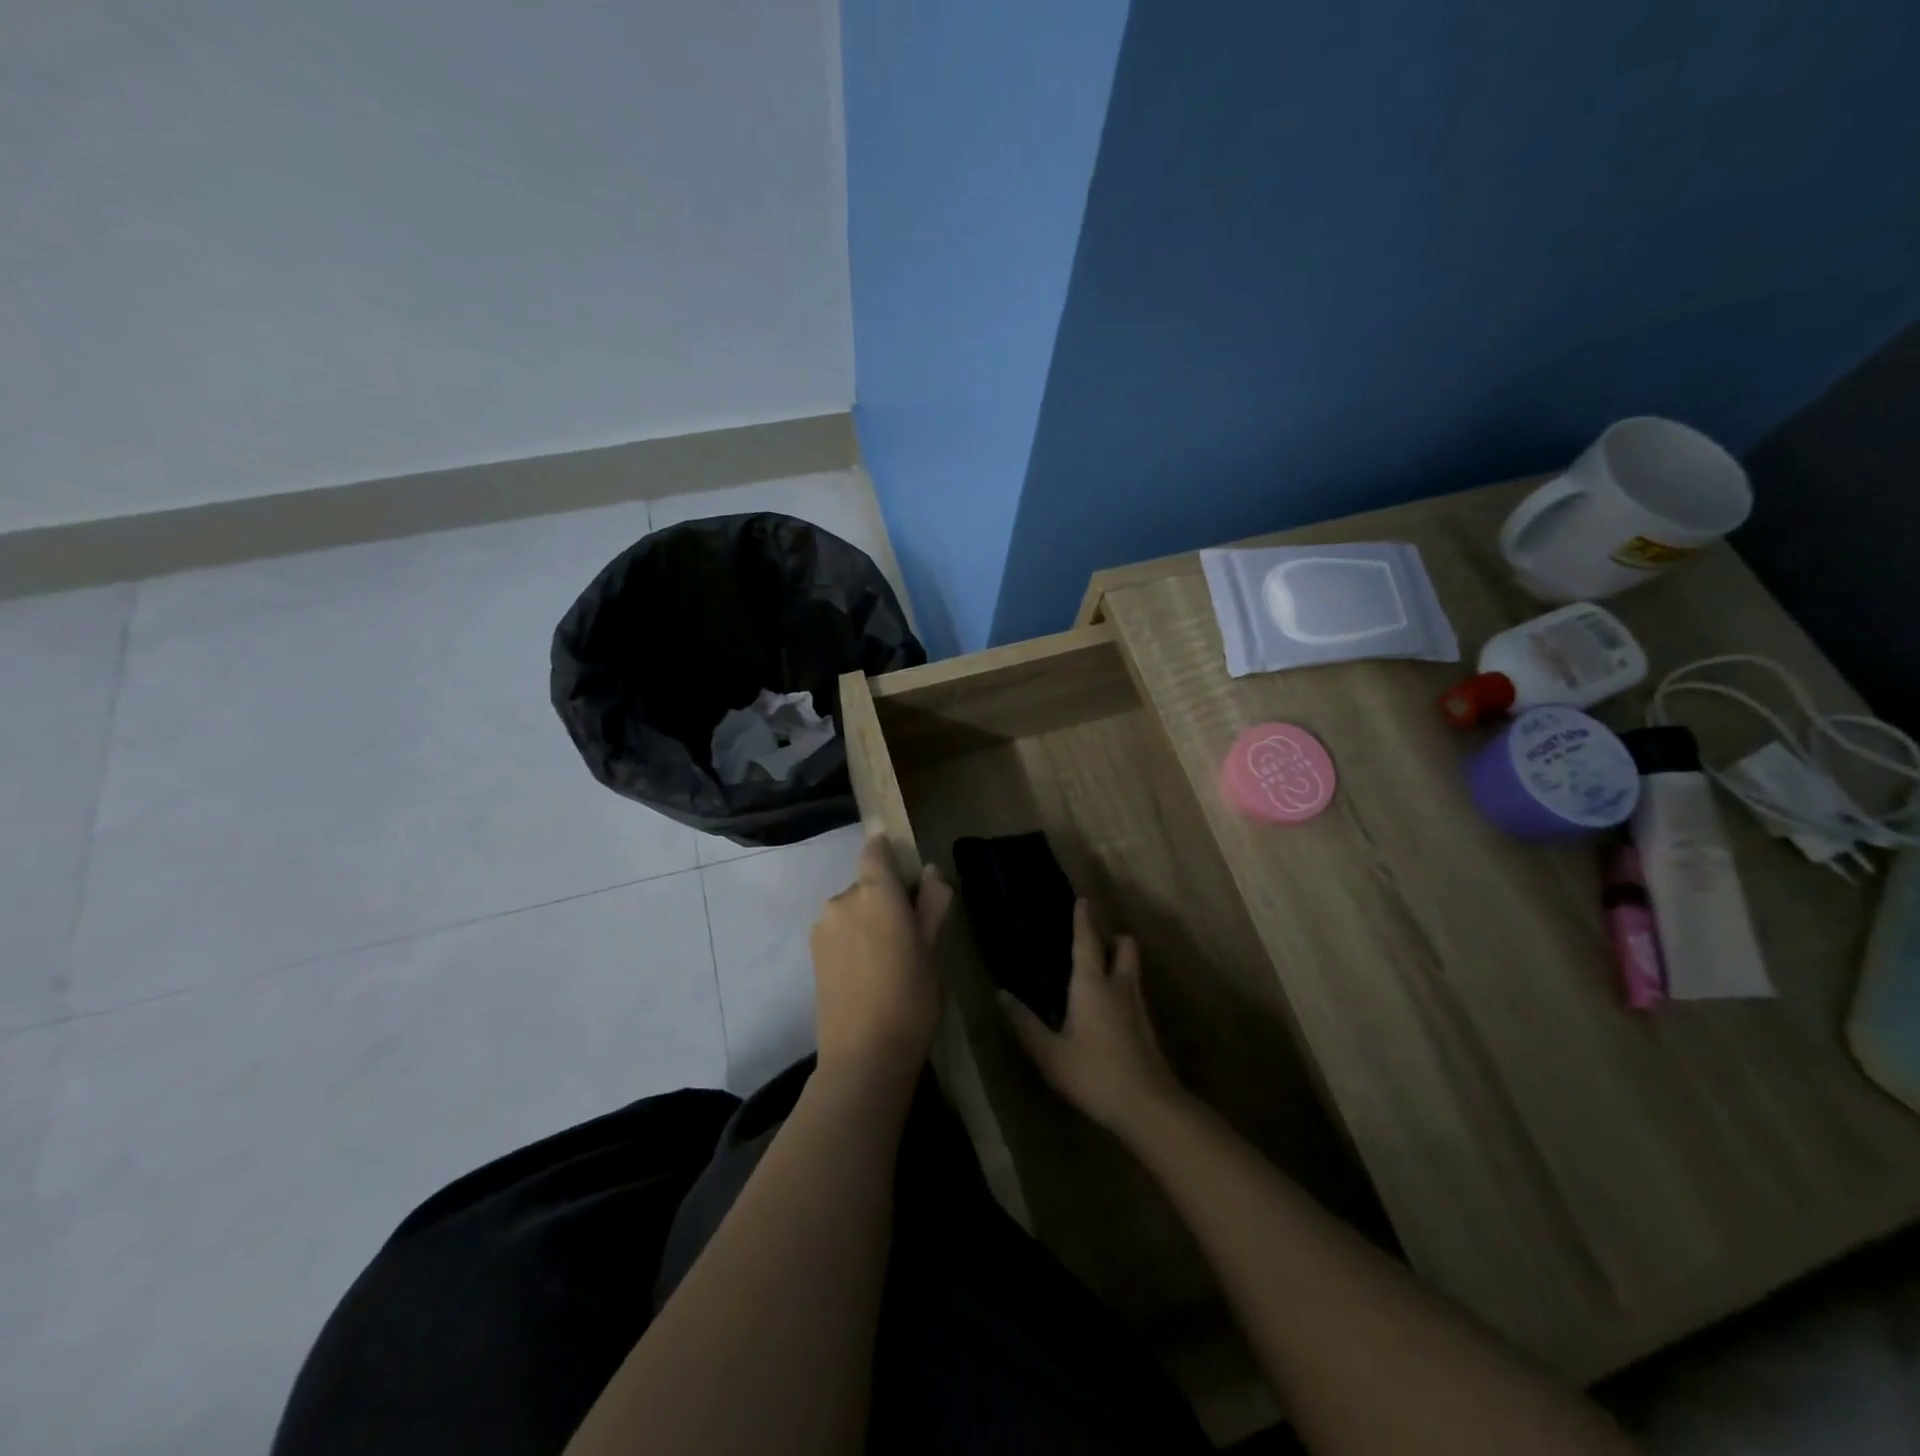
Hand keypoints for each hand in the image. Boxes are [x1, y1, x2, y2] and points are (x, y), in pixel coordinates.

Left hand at [810, 835, 952, 1085]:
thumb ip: (932, 903)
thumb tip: (930, 871)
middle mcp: (842, 899)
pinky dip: (854, 940)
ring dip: (868, 920)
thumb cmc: (911, 998)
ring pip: (852, 910)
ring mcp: (823, 927)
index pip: (876, 850)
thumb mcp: (933, 949)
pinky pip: (839, 931)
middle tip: (910, 932)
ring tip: (889, 959)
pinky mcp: (812, 953)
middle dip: (885, 897)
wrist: (863, 1056)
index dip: (888, 850)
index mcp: (876, 892)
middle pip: (866, 884)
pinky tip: (869, 972)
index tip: (905, 868)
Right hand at [999, 900, 1183, 1135]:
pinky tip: (1109, 1009)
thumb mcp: (1049, 1053)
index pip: (1087, 941)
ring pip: (1133, 969)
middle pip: (1125, 946)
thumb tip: (1002, 994)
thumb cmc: (1093, 1073)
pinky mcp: (1147, 1028)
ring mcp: (1138, 1006)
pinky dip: (1123, 988)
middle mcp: (1119, 986)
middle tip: (1095, 941)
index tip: (1083, 899)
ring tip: (1099, 972)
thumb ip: (1025, 1023)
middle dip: (1113, 937)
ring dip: (1120, 961)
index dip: (1083, 919)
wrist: (1148, 1106)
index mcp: (1092, 983)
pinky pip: (1135, 993)